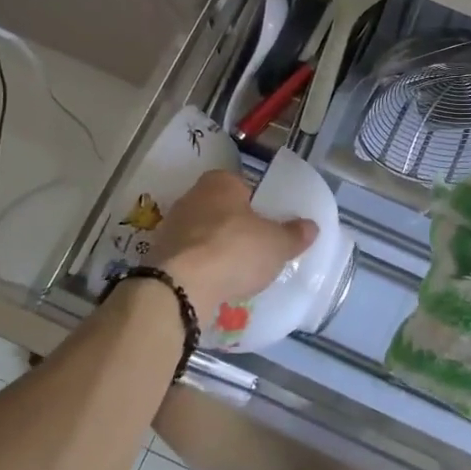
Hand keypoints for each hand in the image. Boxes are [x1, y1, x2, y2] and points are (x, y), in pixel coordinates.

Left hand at [148, 170, 316, 316]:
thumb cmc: (235, 250)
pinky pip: (190, 258)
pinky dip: (202, 268)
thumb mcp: (277, 244)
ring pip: (203, 234)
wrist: (181, 287)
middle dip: (236, 227)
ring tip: (238, 272)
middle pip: (221, 209)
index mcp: (220, 182)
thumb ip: (294, 234)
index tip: (269, 225)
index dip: (257, 204)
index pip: (243, 185)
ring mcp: (172, 227)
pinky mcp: (160, 256)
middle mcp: (192, 196)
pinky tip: (216, 285)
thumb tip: (310, 226)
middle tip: (257, 249)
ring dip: (217, 249)